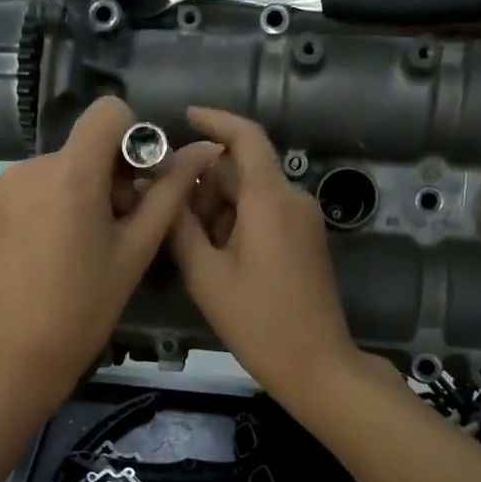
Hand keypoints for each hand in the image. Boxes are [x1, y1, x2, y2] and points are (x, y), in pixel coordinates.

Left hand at [0, 98, 221, 412]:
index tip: (136, 183)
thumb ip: (169, 193)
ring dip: (78, 190)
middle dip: (108, 174)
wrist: (15, 355)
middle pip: (84, 145)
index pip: (109, 112)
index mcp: (72, 174)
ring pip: (59, 166)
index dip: (132, 138)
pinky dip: (49, 202)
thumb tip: (204, 149)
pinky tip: (50, 247)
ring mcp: (2, 183)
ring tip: (80, 245)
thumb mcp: (136, 250)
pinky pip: (32, 184)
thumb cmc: (86, 307)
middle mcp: (30, 165)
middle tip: (114, 229)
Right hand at [167, 107, 364, 405]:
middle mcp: (292, 199)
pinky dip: (236, 222)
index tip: (184, 118)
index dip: (215, 121)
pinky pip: (265, 214)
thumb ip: (181, 226)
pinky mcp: (306, 240)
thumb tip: (164, 191)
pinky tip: (213, 255)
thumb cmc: (257, 321)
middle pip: (242, 170)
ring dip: (217, 207)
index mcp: (270, 200)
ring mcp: (303, 221)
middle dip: (204, 183)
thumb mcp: (205, 275)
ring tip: (186, 244)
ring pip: (252, 194)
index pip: (246, 137)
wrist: (316, 364)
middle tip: (167, 215)